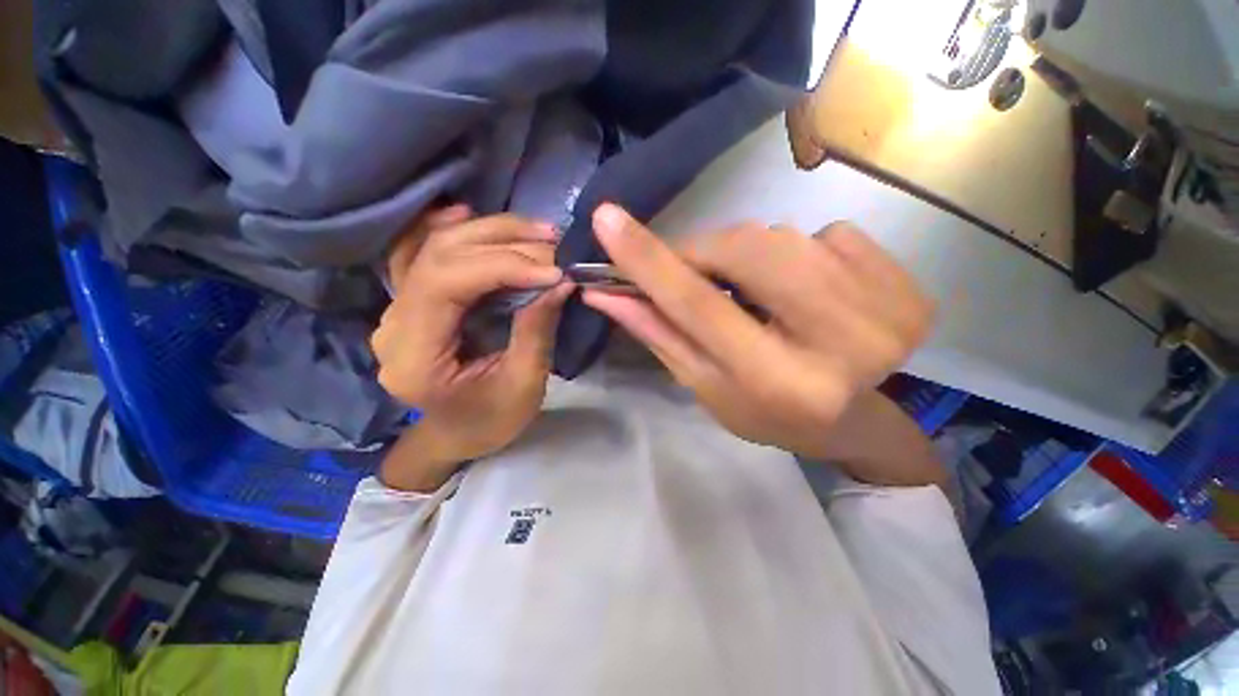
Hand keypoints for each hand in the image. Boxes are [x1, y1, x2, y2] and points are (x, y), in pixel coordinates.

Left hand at [372, 209, 573, 487]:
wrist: (457, 434)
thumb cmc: (491, 420)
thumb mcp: (523, 384)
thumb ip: (536, 330)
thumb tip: (560, 281)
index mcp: (415, 356)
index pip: (445, 284)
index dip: (501, 266)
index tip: (552, 270)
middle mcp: (394, 324)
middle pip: (438, 256)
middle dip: (502, 242)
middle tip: (553, 242)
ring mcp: (398, 309)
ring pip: (432, 247)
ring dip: (487, 232)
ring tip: (535, 232)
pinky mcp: (412, 302)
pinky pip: (420, 252)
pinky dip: (446, 229)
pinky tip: (469, 214)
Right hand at [582, 204, 934, 460]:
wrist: (852, 420)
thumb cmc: (766, 411)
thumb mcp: (703, 383)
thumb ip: (658, 333)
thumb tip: (607, 293)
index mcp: (777, 382)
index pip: (698, 306)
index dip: (649, 260)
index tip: (607, 219)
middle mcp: (837, 344)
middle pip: (748, 251)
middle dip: (708, 250)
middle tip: (695, 269)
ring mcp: (884, 308)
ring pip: (785, 236)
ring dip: (754, 257)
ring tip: (760, 295)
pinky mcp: (906, 285)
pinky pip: (829, 234)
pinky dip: (804, 256)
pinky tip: (810, 294)